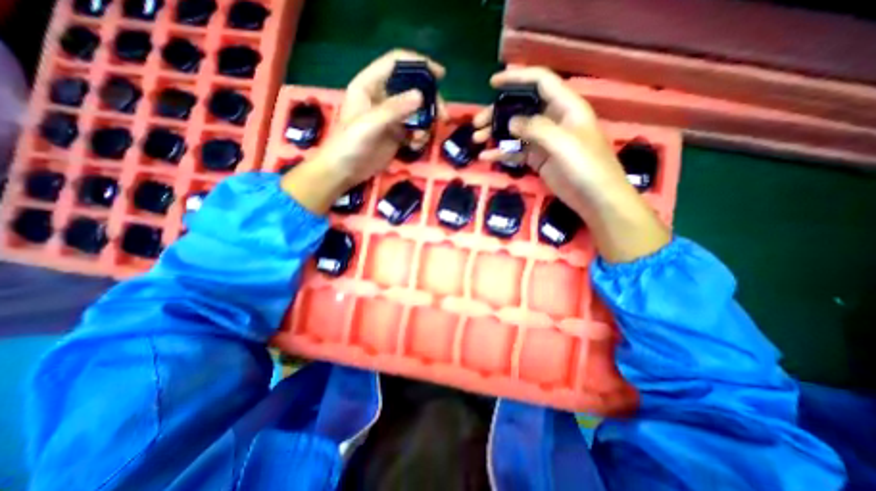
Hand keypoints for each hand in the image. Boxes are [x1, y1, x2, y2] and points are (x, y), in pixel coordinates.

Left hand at [282, 51, 444, 214]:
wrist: (345, 172)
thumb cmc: (349, 144)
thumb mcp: (369, 125)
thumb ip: (394, 110)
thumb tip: (421, 96)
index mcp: (369, 85)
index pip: (395, 64)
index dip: (418, 64)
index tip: (440, 75)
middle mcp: (382, 97)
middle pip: (412, 88)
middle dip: (429, 100)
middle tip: (442, 115)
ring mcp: (390, 117)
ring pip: (416, 111)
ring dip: (426, 122)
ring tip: (422, 138)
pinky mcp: (396, 134)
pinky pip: (415, 129)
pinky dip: (420, 136)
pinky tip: (415, 146)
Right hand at [472, 65, 630, 216]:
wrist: (595, 199)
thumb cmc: (587, 167)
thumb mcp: (563, 143)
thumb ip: (536, 129)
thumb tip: (510, 121)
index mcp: (565, 107)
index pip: (540, 82)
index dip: (517, 78)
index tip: (493, 84)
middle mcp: (553, 120)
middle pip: (522, 109)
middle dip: (498, 113)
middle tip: (477, 124)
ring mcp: (544, 141)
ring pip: (516, 131)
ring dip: (496, 134)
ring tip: (477, 140)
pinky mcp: (538, 159)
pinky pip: (516, 152)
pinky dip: (502, 153)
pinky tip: (486, 157)